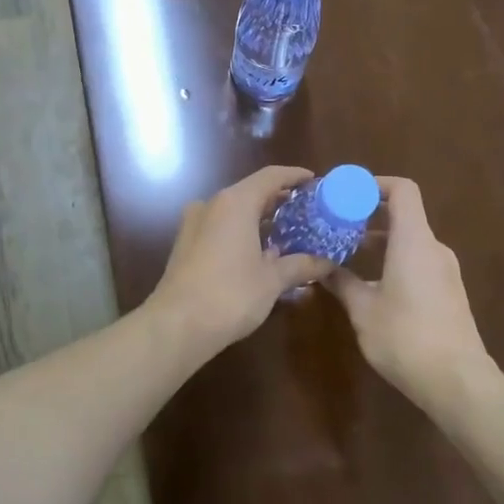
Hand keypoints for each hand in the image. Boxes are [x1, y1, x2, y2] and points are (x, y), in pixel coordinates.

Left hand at [147, 166, 337, 357]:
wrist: (176, 326)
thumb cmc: (230, 295)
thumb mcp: (272, 280)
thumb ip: (301, 265)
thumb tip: (327, 262)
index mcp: (235, 203)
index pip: (270, 177)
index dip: (295, 176)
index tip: (315, 182)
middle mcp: (212, 205)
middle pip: (251, 192)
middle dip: (280, 201)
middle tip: (308, 212)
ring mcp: (194, 225)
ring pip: (235, 212)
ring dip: (261, 220)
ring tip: (289, 234)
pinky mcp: (186, 246)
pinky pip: (221, 229)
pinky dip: (243, 233)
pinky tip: (260, 253)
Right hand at [325, 177, 495, 406]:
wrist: (457, 381)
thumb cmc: (405, 337)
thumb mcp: (363, 310)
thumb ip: (341, 282)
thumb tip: (320, 268)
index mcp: (414, 241)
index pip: (402, 190)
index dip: (375, 184)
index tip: (346, 195)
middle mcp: (434, 248)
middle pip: (404, 214)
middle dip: (369, 215)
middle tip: (336, 225)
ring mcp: (446, 271)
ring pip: (410, 240)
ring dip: (380, 240)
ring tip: (347, 254)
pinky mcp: (449, 292)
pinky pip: (419, 261)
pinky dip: (394, 259)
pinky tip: (372, 283)